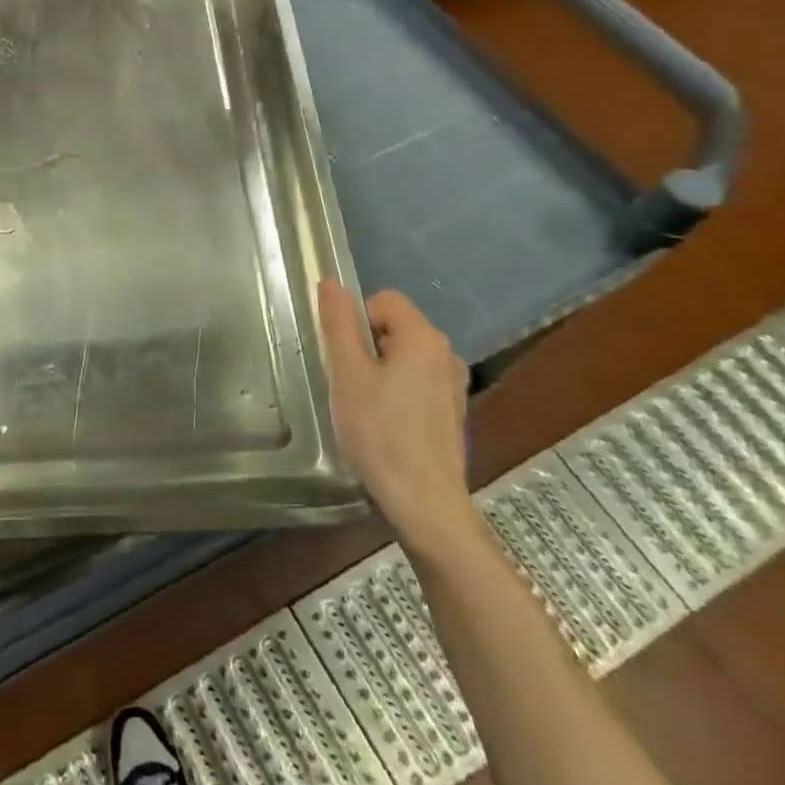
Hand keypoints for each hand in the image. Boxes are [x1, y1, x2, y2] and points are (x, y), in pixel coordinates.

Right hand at [319, 282, 474, 554]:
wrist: (424, 501)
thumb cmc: (379, 432)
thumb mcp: (347, 374)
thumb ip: (339, 324)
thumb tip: (330, 282)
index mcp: (424, 337)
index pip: (382, 301)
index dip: (356, 322)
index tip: (345, 360)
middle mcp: (446, 354)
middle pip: (394, 328)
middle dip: (366, 348)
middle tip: (349, 385)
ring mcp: (454, 385)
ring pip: (404, 357)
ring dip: (380, 373)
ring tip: (365, 409)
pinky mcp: (452, 412)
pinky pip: (416, 383)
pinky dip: (397, 394)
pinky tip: (385, 426)